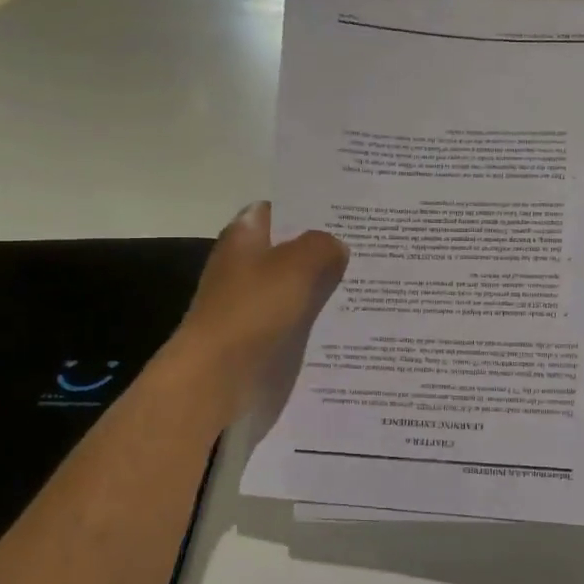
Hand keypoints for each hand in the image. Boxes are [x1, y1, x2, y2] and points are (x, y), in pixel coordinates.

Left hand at [167, 203, 347, 418]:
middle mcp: (242, 263)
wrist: (216, 374)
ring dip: (322, 285)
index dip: (309, 209)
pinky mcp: (256, 332)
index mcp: (244, 236)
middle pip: (289, 248)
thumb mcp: (295, 266)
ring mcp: (248, 300)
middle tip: (367, 248)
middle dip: (324, 249)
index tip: (346, 214)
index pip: (277, 210)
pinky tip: (344, 319)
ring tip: (365, 283)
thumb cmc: (252, 309)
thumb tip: (336, 245)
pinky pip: (291, 315)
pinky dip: (313, 316)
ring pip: (294, 284)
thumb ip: (321, 247)